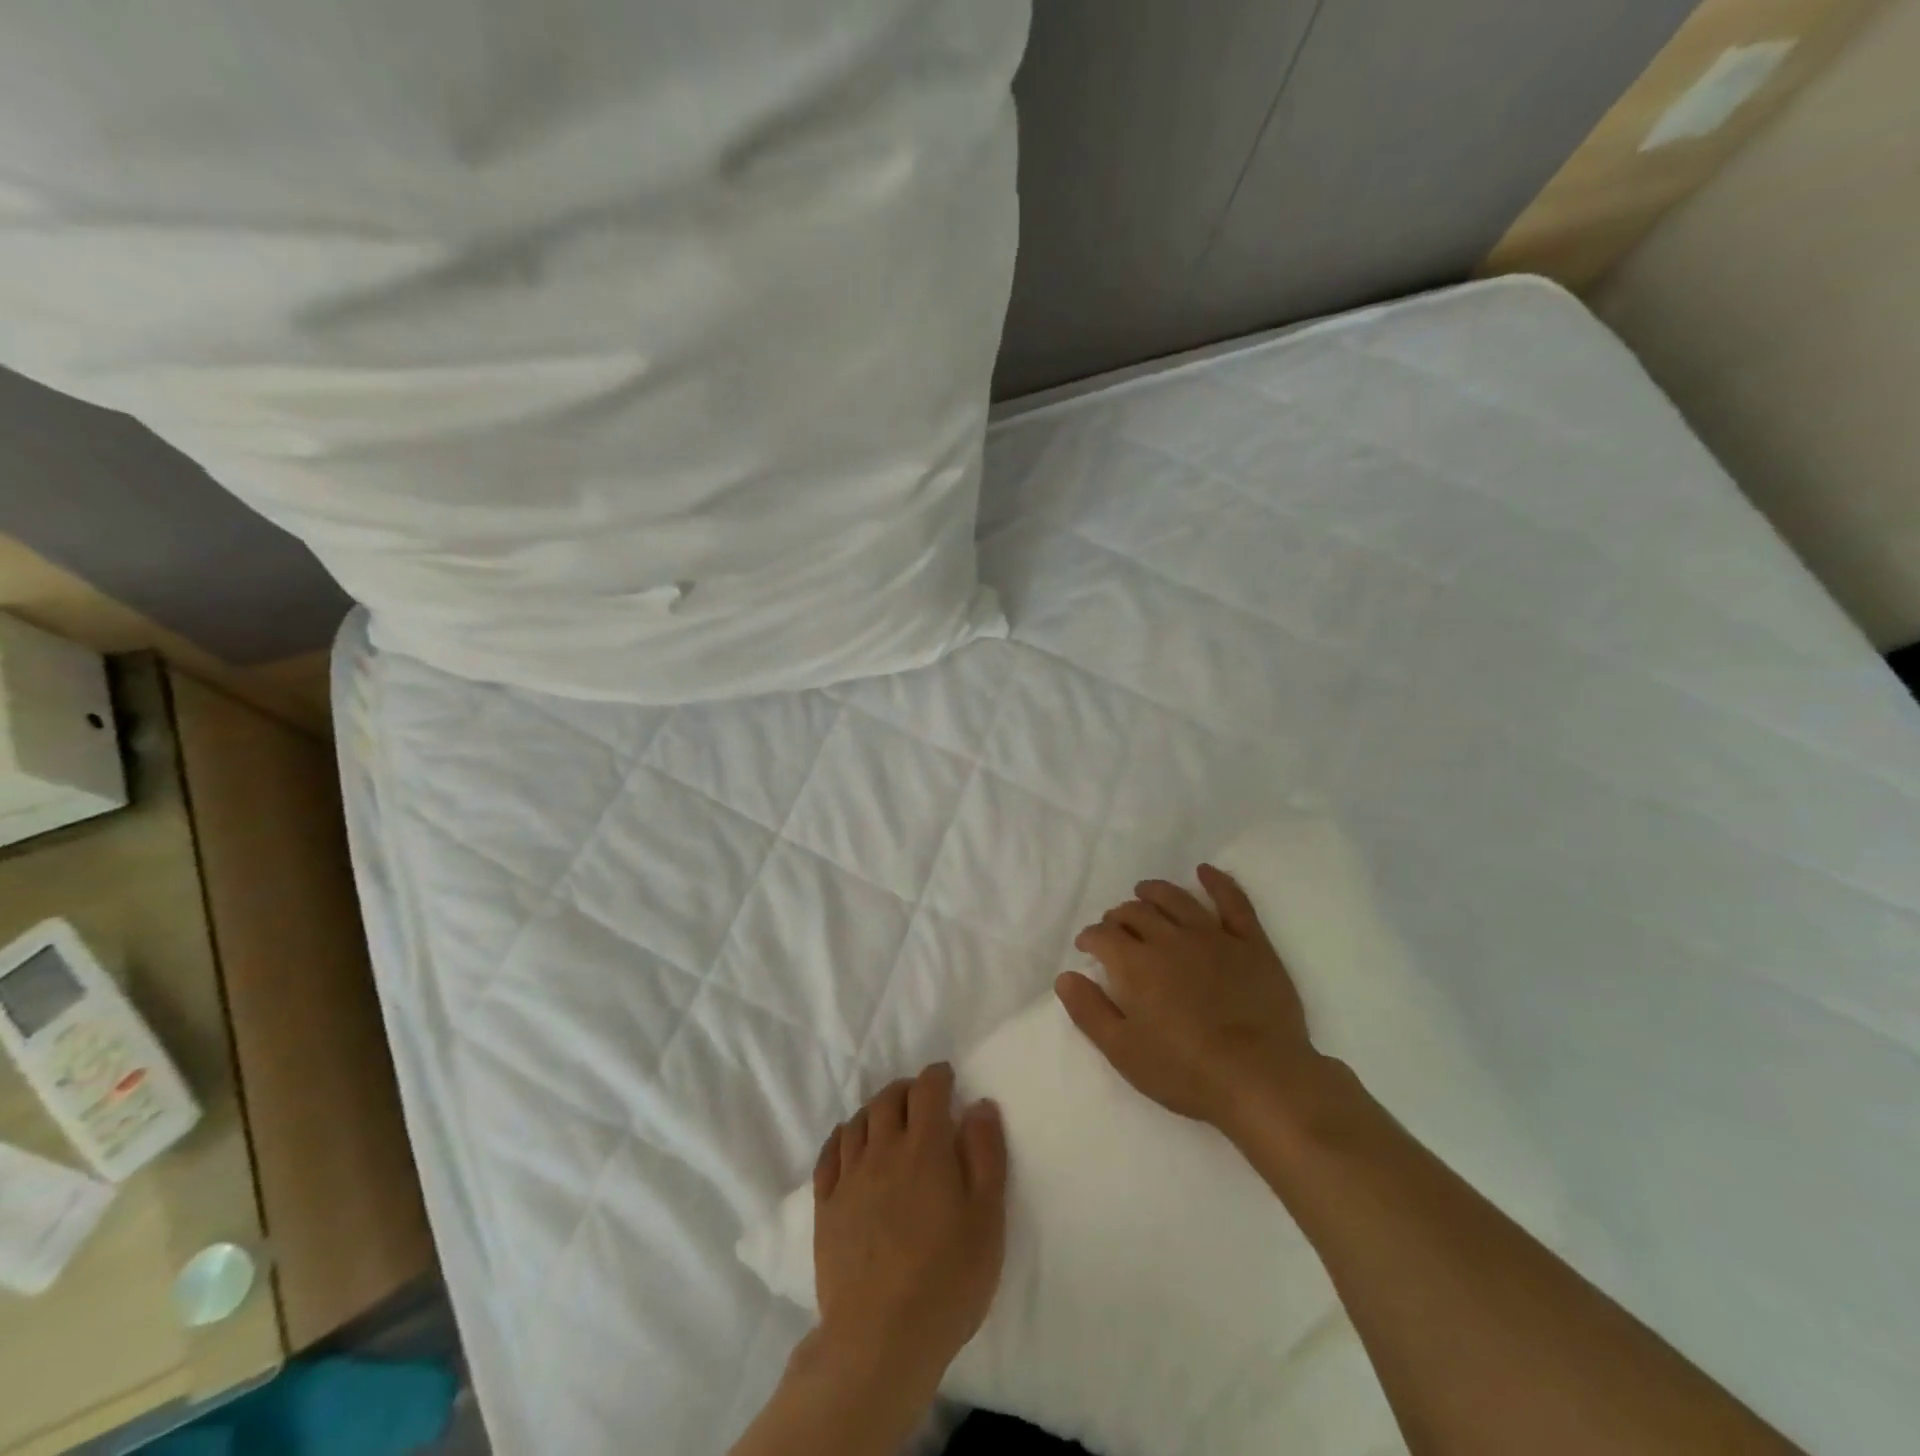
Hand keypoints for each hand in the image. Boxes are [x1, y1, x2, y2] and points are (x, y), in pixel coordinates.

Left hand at [811, 1063, 1007, 1392]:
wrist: (880, 1340)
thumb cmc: (947, 1280)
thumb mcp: (987, 1218)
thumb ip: (986, 1154)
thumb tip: (979, 1105)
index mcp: (925, 1147)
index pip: (927, 1090)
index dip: (937, 1076)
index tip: (946, 1077)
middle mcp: (883, 1150)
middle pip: (889, 1098)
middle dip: (907, 1089)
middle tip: (920, 1098)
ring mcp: (849, 1177)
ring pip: (858, 1121)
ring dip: (875, 1109)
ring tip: (888, 1117)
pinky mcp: (825, 1207)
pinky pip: (829, 1154)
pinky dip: (842, 1137)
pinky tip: (849, 1142)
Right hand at [1056, 864, 1322, 1135]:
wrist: (1260, 1078)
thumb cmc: (1185, 1071)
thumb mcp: (1123, 1051)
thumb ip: (1089, 1011)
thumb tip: (1064, 977)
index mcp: (1136, 964)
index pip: (1103, 936)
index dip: (1091, 937)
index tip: (1088, 946)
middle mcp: (1170, 939)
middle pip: (1136, 913)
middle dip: (1119, 916)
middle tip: (1115, 926)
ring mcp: (1213, 937)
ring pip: (1176, 899)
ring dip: (1155, 892)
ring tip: (1144, 892)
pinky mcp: (1250, 943)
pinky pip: (1232, 902)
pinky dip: (1217, 882)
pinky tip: (1205, 871)